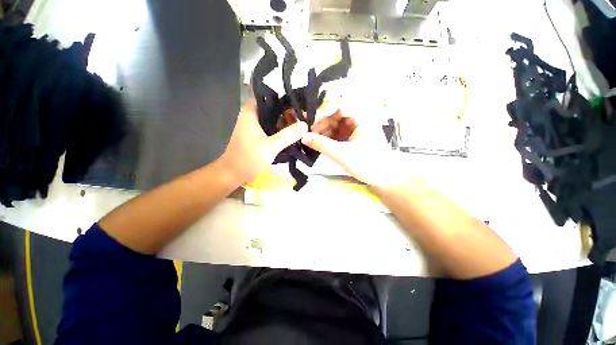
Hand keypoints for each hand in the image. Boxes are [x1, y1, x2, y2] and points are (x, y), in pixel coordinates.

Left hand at [220, 100, 307, 184]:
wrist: (234, 174)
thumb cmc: (248, 158)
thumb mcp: (270, 147)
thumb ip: (288, 135)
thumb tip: (305, 125)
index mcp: (252, 112)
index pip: (271, 97)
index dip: (286, 100)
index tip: (301, 106)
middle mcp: (253, 115)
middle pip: (274, 108)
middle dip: (289, 113)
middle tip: (305, 119)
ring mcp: (256, 126)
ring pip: (275, 119)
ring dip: (286, 123)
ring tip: (302, 127)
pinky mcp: (258, 135)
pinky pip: (273, 128)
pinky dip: (282, 130)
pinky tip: (293, 135)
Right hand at [302, 108, 399, 187]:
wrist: (385, 178)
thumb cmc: (368, 163)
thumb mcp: (343, 154)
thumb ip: (323, 145)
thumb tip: (303, 137)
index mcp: (361, 117)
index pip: (338, 106)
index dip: (322, 112)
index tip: (310, 123)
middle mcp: (357, 120)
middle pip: (335, 116)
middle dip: (321, 124)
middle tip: (308, 135)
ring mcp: (355, 130)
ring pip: (335, 125)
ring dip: (323, 132)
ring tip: (312, 141)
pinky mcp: (352, 139)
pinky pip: (337, 134)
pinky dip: (328, 139)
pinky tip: (320, 144)